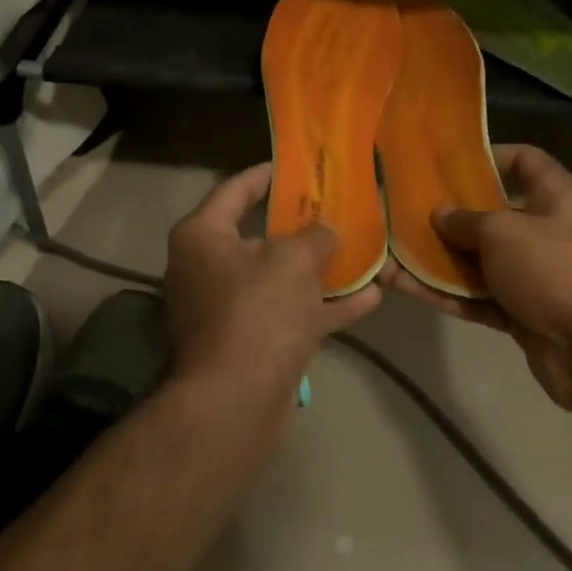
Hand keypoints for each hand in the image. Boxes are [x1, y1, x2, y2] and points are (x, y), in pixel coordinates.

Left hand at [165, 162, 381, 404]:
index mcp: (202, 236)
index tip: (298, 165)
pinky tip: (369, 298)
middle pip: (260, 236)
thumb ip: (315, 237)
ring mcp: (228, 310)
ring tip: (364, 252)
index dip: (268, 174)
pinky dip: (324, 307)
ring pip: (281, 279)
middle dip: (303, 226)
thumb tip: (326, 232)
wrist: (236, 405)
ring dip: (322, 270)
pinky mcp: (251, 344)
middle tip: (337, 208)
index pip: (235, 189)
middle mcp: (208, 269)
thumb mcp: (294, 260)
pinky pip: (290, 314)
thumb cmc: (258, 312)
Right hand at [383, 144, 571, 416]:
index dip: (488, 156)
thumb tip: (440, 214)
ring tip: (390, 249)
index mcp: (554, 196)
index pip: (523, 160)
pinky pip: (475, 297)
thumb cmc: (555, 269)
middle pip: (491, 213)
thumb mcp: (503, 231)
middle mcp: (544, 230)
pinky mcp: (520, 313)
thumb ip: (466, 220)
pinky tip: (403, 286)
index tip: (446, 163)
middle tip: (403, 208)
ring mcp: (532, 275)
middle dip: (448, 214)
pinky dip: (444, 293)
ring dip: (436, 258)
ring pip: (477, 260)